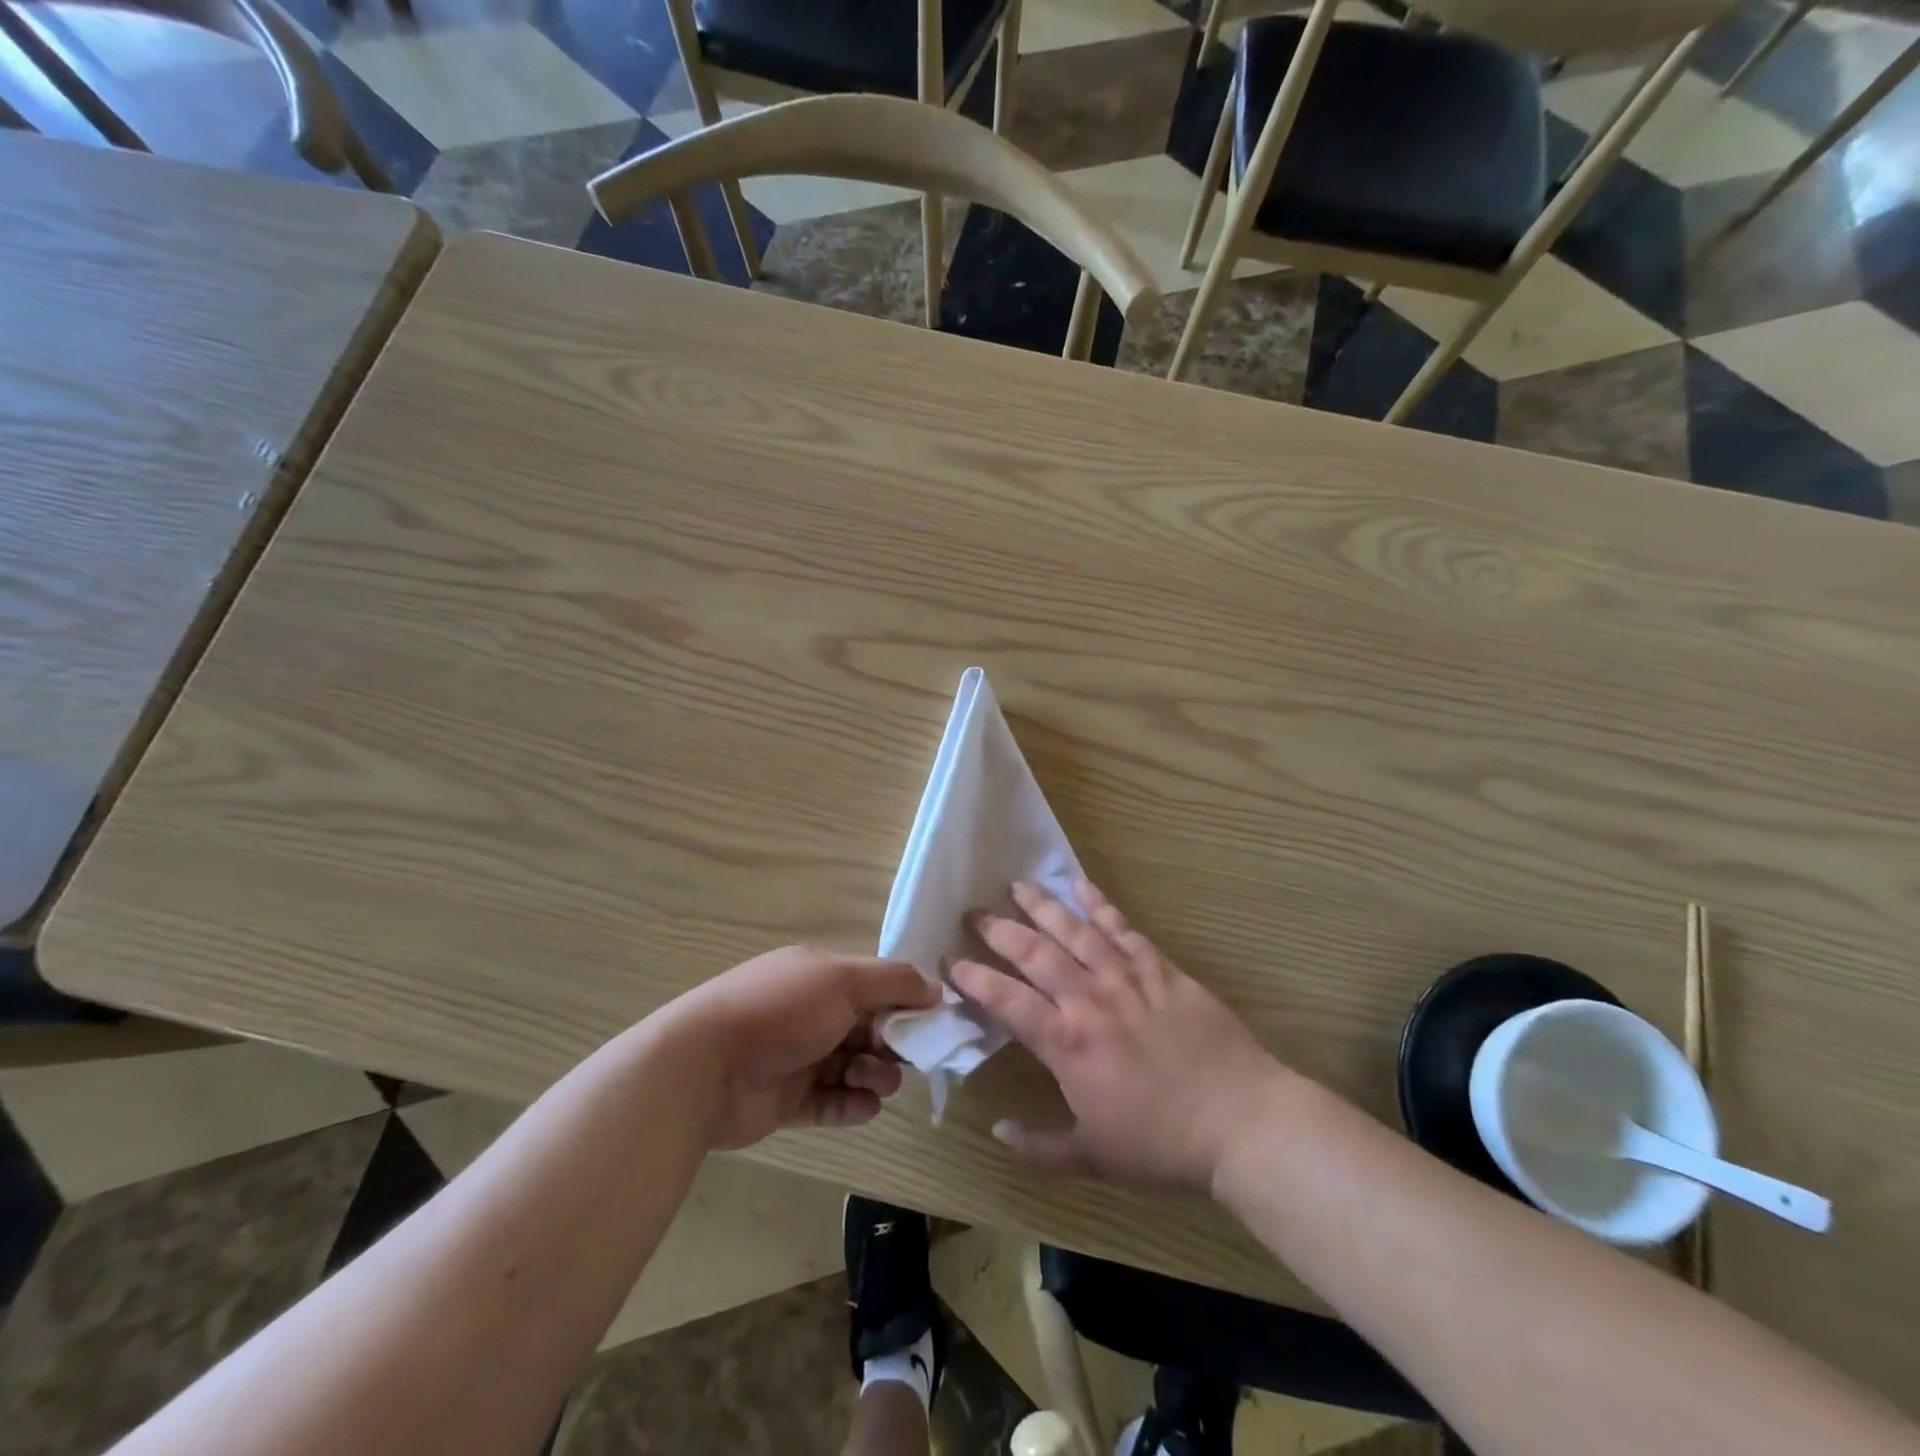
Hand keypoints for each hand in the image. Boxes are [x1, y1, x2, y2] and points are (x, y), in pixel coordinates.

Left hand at [669, 946, 939, 1149]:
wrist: (705, 1067)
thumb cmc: (780, 1011)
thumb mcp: (842, 980)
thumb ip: (893, 982)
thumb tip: (936, 990)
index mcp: (819, 977)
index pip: (874, 986)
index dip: (904, 1002)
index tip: (933, 1022)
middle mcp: (810, 1013)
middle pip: (868, 1028)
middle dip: (892, 1043)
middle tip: (903, 1057)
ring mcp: (798, 1058)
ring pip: (854, 1066)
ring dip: (875, 1074)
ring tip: (875, 1082)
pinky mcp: (789, 1101)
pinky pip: (833, 1103)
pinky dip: (853, 1105)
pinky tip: (863, 1105)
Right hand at [950, 880, 1282, 1192]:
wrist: (1241, 1122)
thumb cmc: (1162, 1145)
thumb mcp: (1094, 1159)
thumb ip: (1040, 1147)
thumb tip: (996, 1132)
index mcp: (1068, 1044)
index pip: (1008, 1001)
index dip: (974, 979)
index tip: (950, 962)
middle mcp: (1091, 1000)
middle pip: (1036, 954)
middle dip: (1000, 930)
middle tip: (975, 912)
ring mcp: (1128, 980)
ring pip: (1076, 932)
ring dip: (1044, 906)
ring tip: (1018, 885)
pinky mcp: (1162, 970)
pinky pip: (1125, 930)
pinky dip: (1102, 906)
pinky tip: (1082, 886)